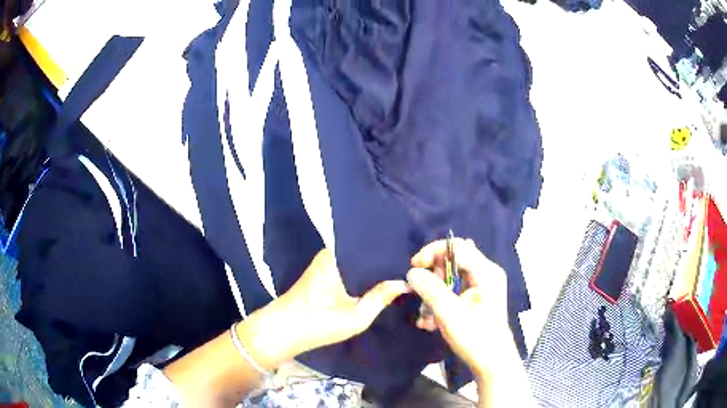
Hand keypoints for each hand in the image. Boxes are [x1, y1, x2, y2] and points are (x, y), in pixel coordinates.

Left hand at [270, 248, 409, 356]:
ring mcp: (327, 261)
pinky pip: (350, 266)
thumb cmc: (318, 323)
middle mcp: (332, 253)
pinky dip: (363, 273)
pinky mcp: (324, 271)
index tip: (414, 259)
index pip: (373, 246)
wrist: (283, 330)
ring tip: (401, 271)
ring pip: (359, 260)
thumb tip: (405, 282)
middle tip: (411, 266)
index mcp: (339, 257)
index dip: (393, 253)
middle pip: (366, 252)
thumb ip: (381, 297)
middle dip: (386, 260)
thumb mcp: (356, 317)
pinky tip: (380, 279)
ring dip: (375, 268)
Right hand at [406, 238, 510, 378]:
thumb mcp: (449, 314)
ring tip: (425, 316)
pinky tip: (431, 321)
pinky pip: (453, 290)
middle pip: (452, 261)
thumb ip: (431, 290)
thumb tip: (412, 272)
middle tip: (422, 296)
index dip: (432, 252)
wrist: (491, 361)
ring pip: (450, 277)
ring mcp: (481, 286)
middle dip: (433, 277)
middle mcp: (485, 273)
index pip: (457, 247)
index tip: (414, 266)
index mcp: (485, 272)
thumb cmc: (474, 337)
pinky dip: (440, 302)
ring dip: (433, 293)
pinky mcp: (476, 298)